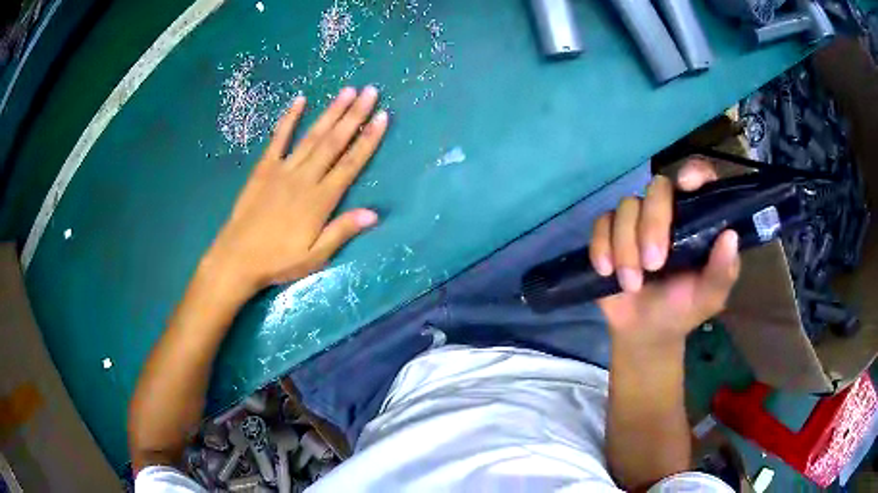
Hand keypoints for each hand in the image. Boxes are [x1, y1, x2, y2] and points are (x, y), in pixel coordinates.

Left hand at [203, 86, 387, 297]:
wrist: (237, 258)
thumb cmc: (278, 260)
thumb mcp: (315, 256)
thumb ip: (342, 231)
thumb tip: (374, 213)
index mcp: (320, 200)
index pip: (350, 164)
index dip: (368, 139)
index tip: (382, 117)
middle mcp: (305, 178)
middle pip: (334, 142)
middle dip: (354, 115)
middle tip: (370, 91)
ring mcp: (283, 169)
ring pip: (312, 136)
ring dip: (331, 112)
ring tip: (347, 91)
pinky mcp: (264, 168)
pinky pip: (278, 139)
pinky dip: (289, 119)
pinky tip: (300, 101)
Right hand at [589, 159, 740, 346]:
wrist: (645, 331)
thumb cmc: (683, 310)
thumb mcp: (708, 297)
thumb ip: (722, 271)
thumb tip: (730, 236)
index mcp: (697, 218)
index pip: (700, 178)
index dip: (694, 171)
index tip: (686, 184)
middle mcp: (669, 211)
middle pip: (657, 188)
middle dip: (652, 225)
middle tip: (653, 265)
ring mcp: (638, 219)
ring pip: (626, 206)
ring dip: (626, 247)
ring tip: (632, 284)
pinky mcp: (610, 232)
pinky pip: (601, 223)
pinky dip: (601, 247)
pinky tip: (607, 271)